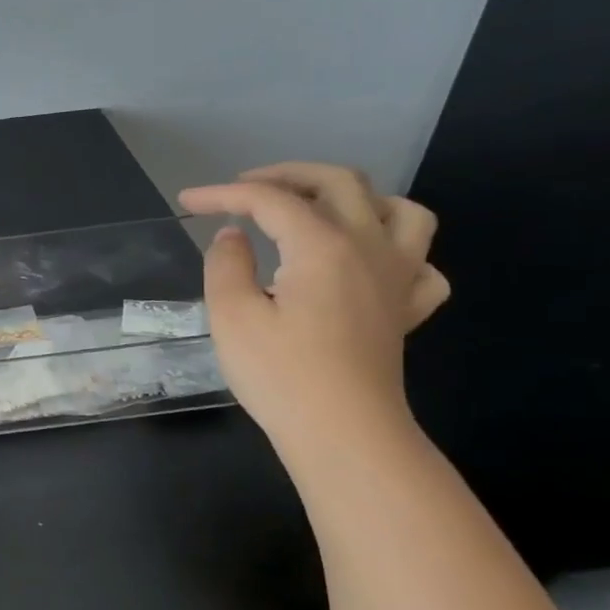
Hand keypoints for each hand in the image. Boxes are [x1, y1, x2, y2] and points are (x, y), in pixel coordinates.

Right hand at [177, 163, 448, 444]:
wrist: (344, 434)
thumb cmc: (282, 374)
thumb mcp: (232, 316)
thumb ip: (227, 264)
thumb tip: (233, 237)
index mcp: (322, 245)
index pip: (268, 200)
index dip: (223, 194)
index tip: (187, 203)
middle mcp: (369, 247)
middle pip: (339, 182)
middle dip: (287, 175)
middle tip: (247, 188)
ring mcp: (397, 278)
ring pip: (401, 210)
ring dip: (358, 198)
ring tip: (321, 211)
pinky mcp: (406, 311)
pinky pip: (421, 264)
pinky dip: (397, 251)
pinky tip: (367, 264)